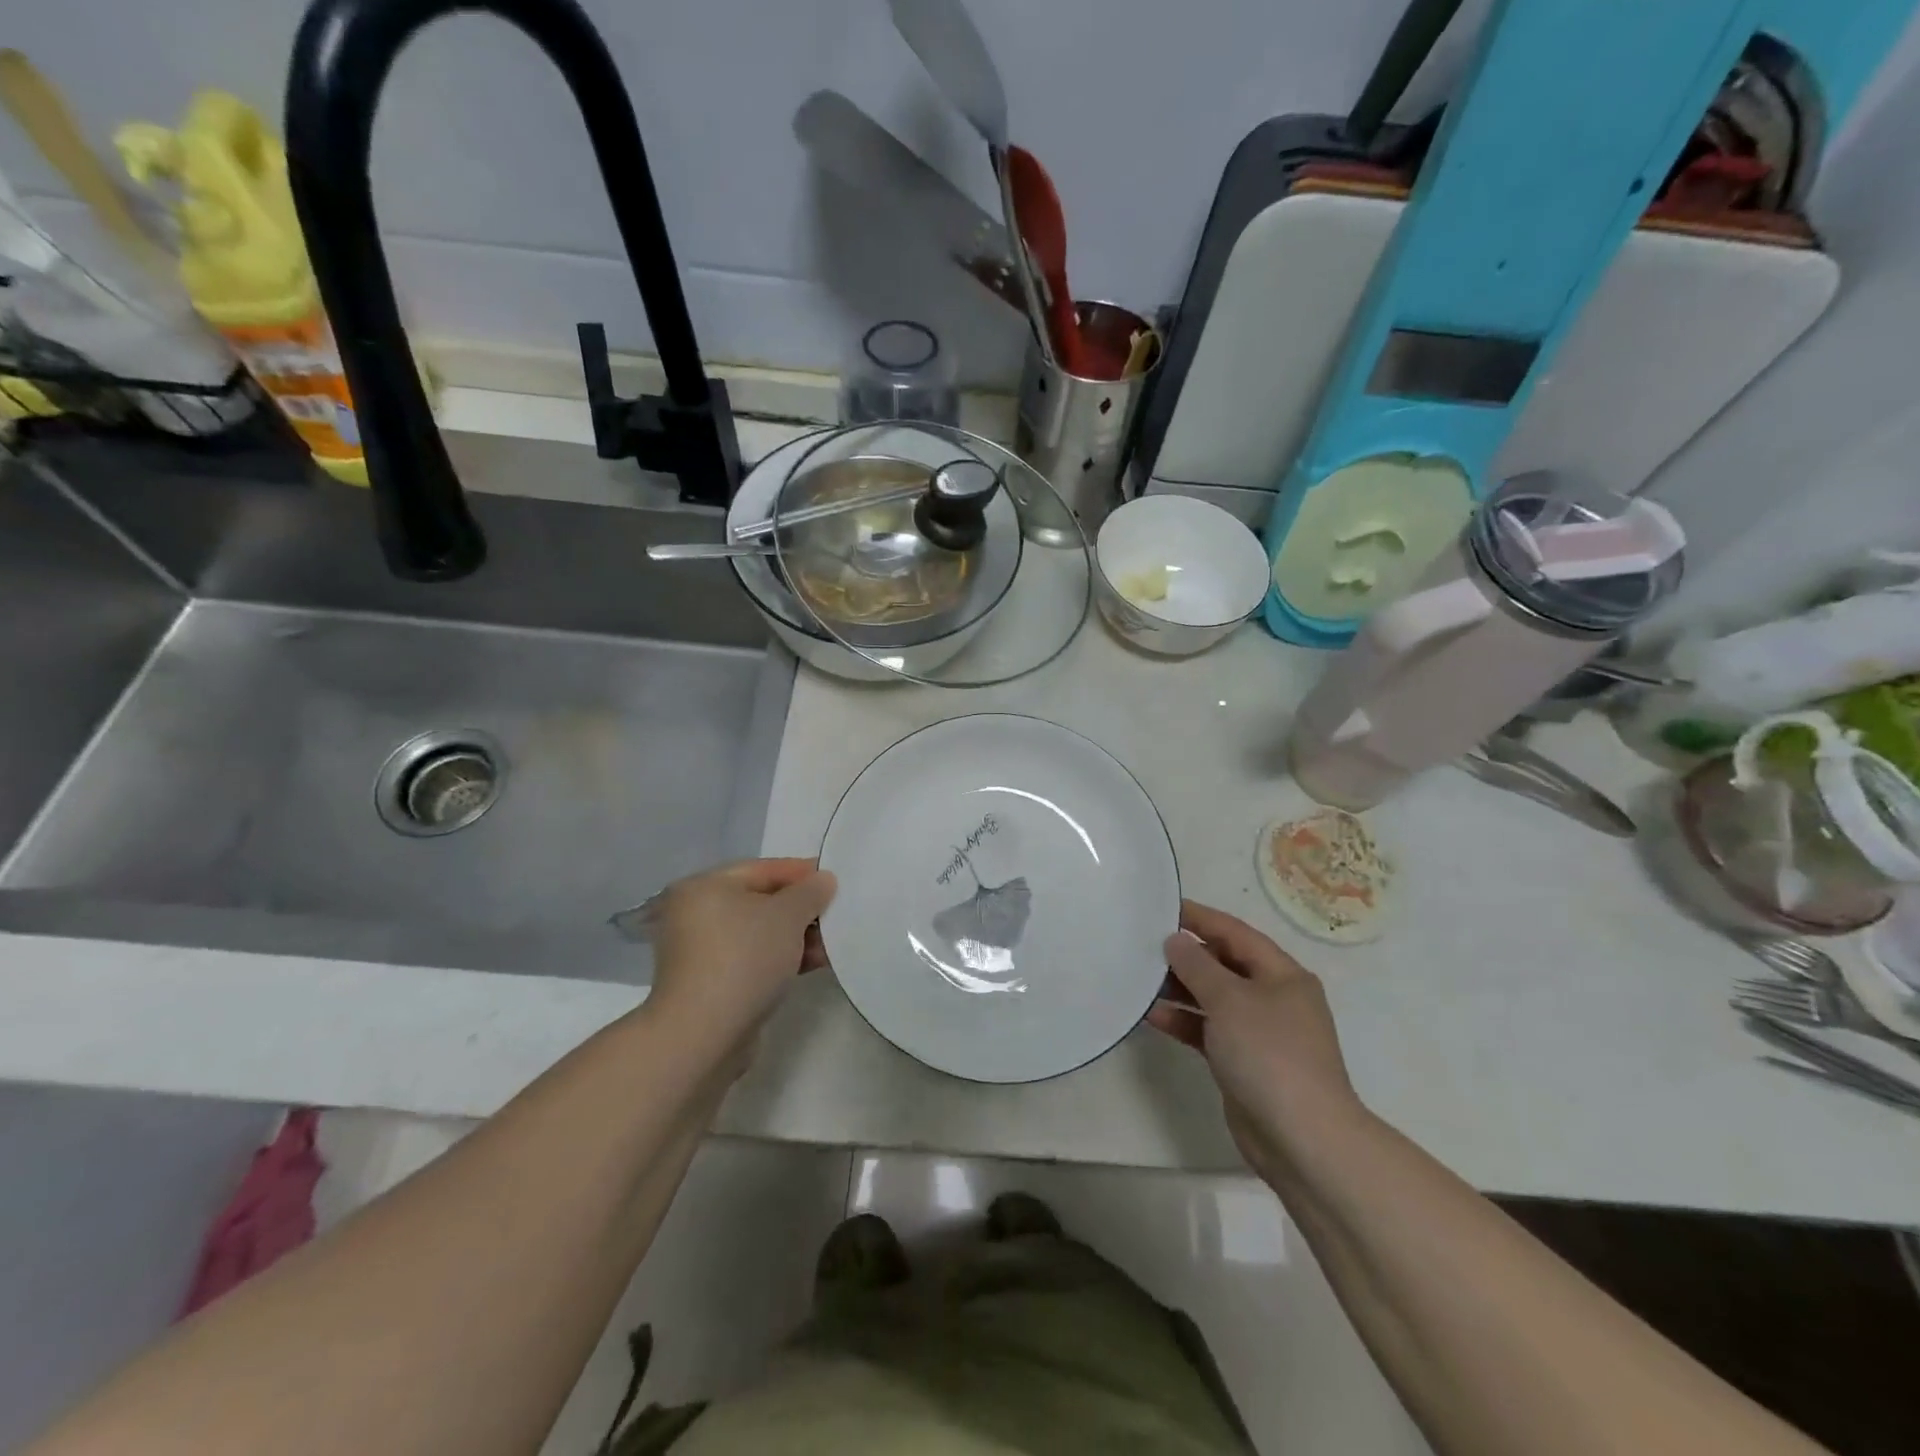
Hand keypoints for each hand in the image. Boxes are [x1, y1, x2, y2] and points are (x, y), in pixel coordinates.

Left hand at [643, 858, 836, 1061]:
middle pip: (761, 901)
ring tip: (833, 943)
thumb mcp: (787, 915)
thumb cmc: (744, 958)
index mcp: (704, 887)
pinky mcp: (711, 984)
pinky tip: (814, 964)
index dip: (801, 872)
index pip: (762, 869)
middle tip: (837, 913)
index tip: (834, 881)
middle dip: (801, 909)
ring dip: (796, 936)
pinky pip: (754, 959)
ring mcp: (702, 953)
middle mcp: (696, 915)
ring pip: (760, 934)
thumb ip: (810, 891)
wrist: (704, 1035)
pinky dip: (782, 958)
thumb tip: (823, 880)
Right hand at [1147, 901, 1363, 1176]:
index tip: (1162, 907)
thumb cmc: (1269, 1054)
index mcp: (1281, 974)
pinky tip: (1151, 1015)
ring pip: (1212, 998)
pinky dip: (1183, 1020)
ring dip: (1179, 988)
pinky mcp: (1243, 1061)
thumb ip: (1197, 966)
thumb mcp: (1229, 1000)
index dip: (1199, 918)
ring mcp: (1259, 1032)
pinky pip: (1207, 1029)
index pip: (1235, 933)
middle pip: (1223, 964)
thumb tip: (1176, 940)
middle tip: (1142, 944)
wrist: (1302, 1138)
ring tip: (1139, 978)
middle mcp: (1273, 997)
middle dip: (1185, 955)